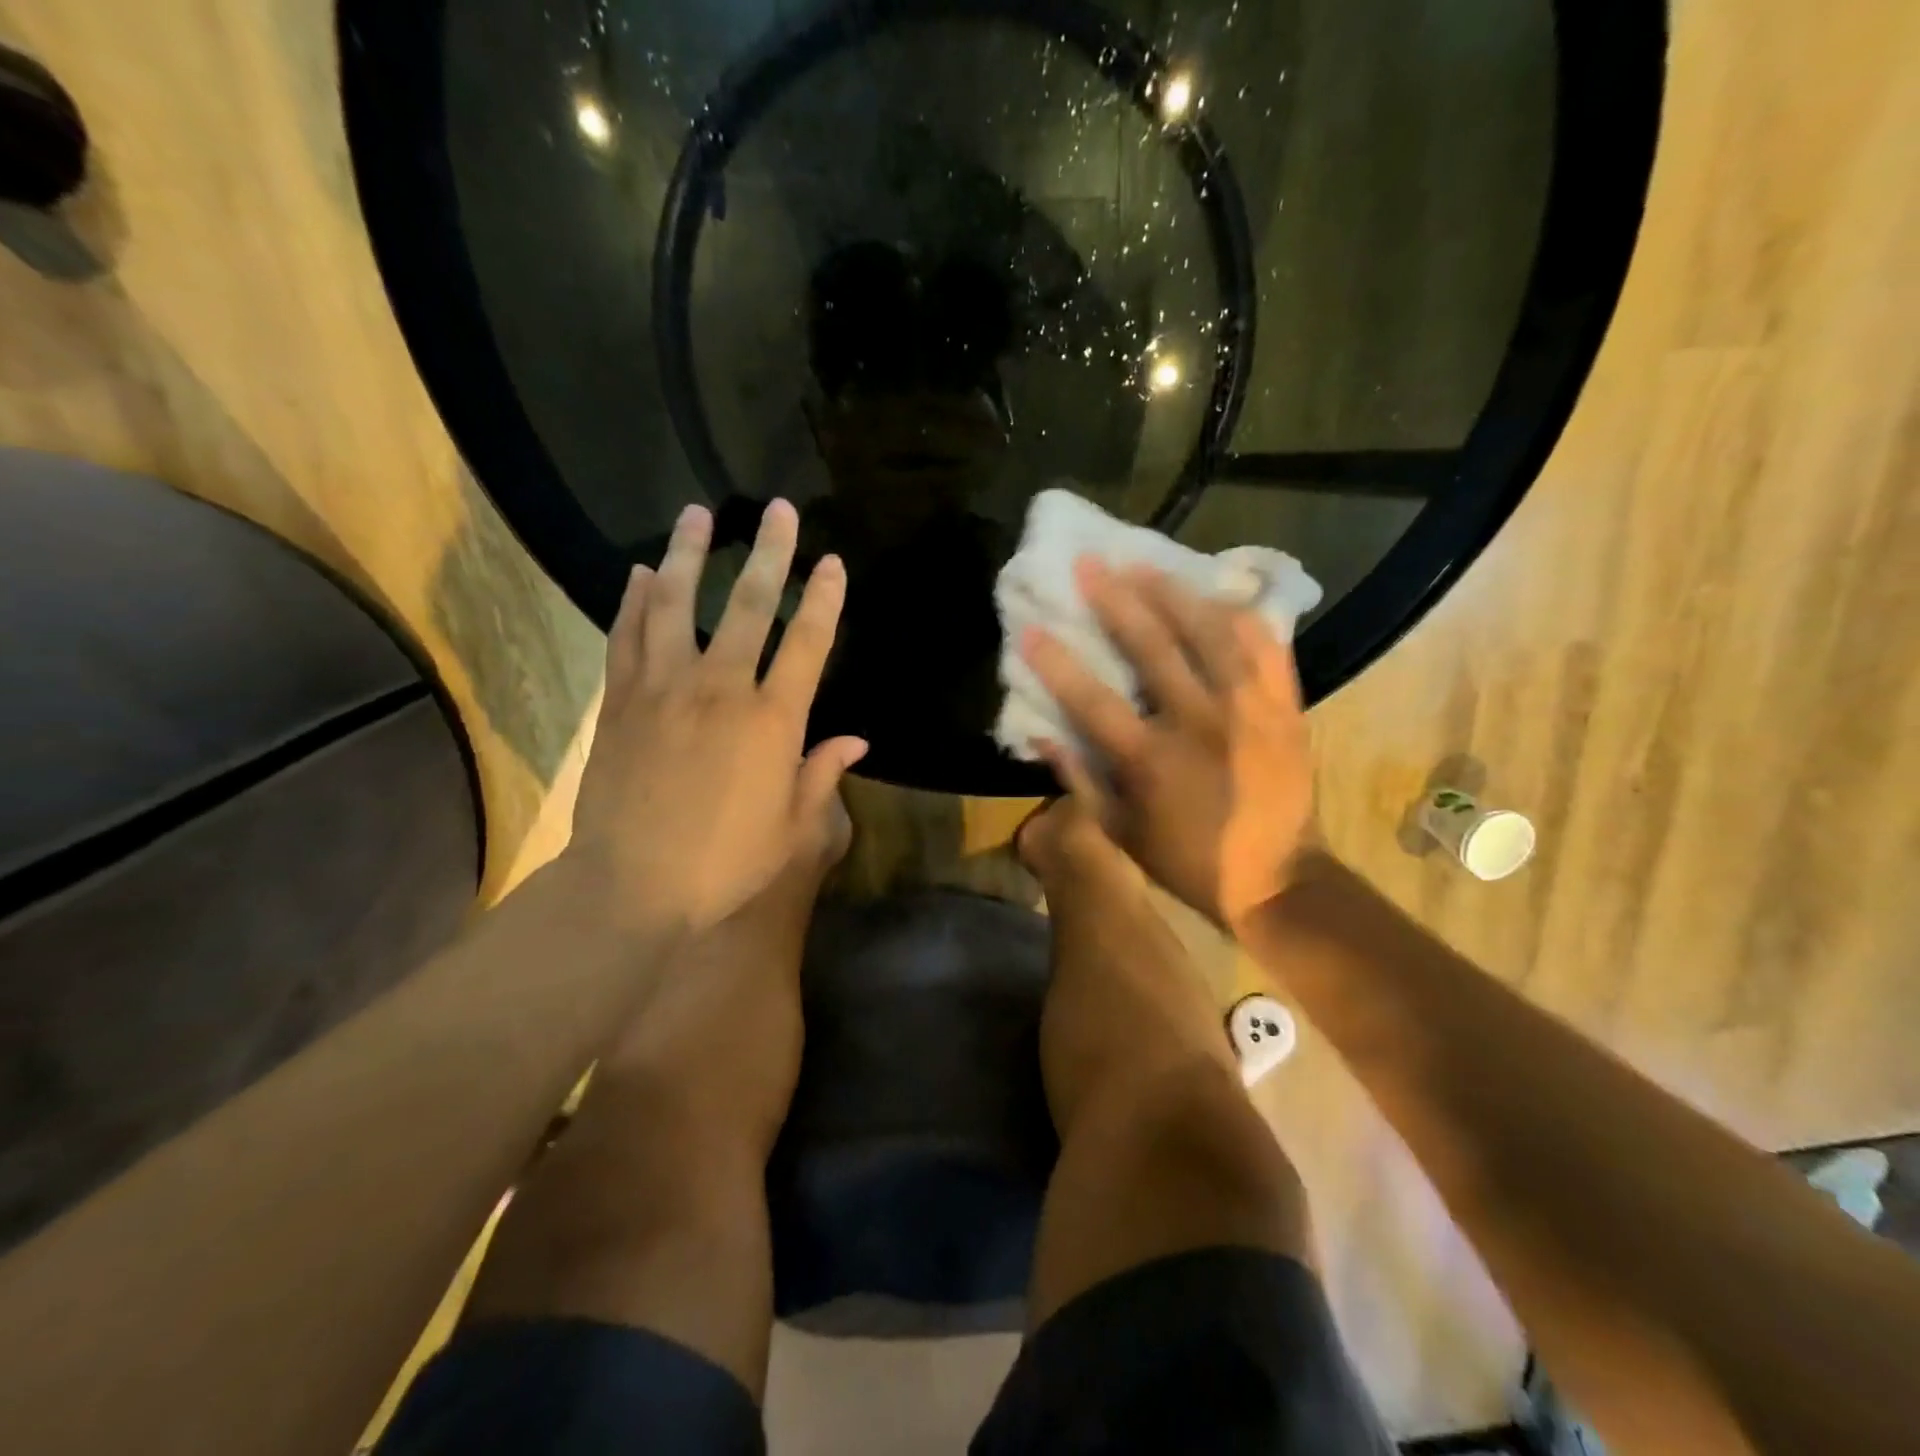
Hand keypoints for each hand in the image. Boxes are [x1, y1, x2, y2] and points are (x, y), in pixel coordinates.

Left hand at [565, 500, 866, 933]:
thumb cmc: (725, 862)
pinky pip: (628, 637)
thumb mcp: (792, 828)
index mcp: (772, 721)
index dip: (824, 599)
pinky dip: (636, 601)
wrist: (633, 885)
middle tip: (779, 510)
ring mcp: (665, 689)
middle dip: (769, 554)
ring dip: (691, 556)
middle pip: (749, 607)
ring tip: (698, 514)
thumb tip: (856, 741)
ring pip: (678, 606)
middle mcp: (721, 689)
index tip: (832, 562)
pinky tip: (644, 572)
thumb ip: (822, 774)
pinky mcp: (622, 701)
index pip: (807, 644)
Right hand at [1020, 558, 1313, 928]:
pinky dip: (1242, 617)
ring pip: (1211, 635)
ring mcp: (1249, 710)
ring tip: (1144, 564)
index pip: (1093, 700)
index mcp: (1152, 761)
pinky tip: (1218, 593)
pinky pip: (1266, 649)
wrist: (1279, 877)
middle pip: (1153, 649)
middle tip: (1089, 563)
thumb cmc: (1188, 860)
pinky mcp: (1285, 708)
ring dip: (1173, 594)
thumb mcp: (1120, 833)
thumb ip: (1079, 780)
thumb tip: (1041, 732)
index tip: (1030, 629)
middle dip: (1115, 601)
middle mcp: (1200, 724)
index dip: (1057, 663)